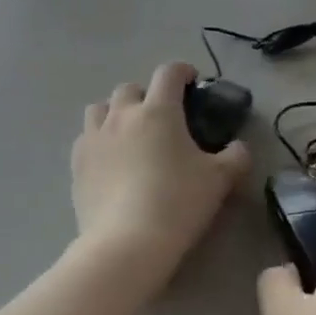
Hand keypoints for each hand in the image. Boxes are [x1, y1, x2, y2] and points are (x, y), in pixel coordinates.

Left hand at [73, 62, 250, 274]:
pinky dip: (98, 140)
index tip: (191, 81)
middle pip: (130, 88)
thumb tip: (238, 148)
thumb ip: (235, 157)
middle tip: (161, 117)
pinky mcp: (76, 164)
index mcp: (158, 111)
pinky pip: (85, 139)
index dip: (182, 71)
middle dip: (146, 95)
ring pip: (100, 108)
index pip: (169, 73)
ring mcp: (94, 138)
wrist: (127, 242)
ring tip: (128, 133)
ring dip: (115, 113)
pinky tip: (109, 161)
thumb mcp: (219, 180)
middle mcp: (122, 115)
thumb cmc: (178, 203)